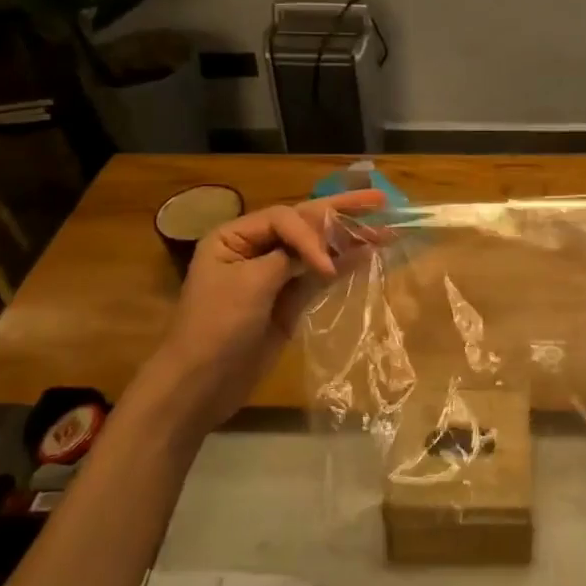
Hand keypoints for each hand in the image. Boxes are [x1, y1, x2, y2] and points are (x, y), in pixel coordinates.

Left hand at [153, 190, 387, 429]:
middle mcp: (255, 248)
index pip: (284, 219)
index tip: (325, 267)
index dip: (311, 235)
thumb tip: (327, 251)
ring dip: (349, 240)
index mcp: (234, 236)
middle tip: (379, 201)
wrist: (200, 385)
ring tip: (386, 230)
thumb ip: (290, 259)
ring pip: (317, 249)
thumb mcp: (250, 285)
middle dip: (341, 213)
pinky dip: (343, 266)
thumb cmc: (216, 328)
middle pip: (304, 224)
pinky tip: (368, 255)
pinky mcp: (288, 301)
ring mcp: (273, 276)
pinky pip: (319, 277)